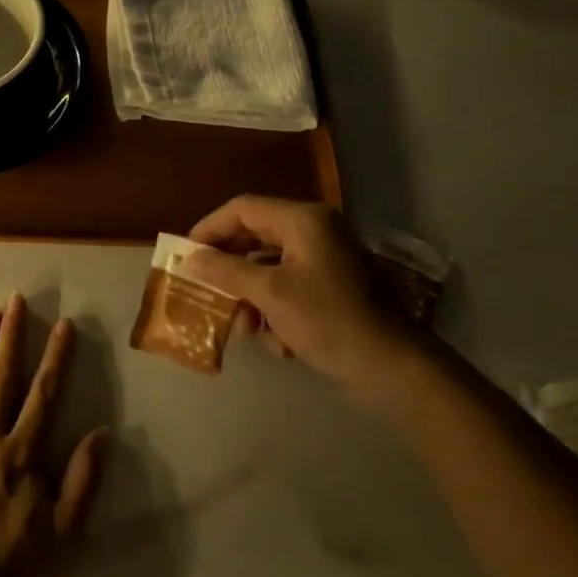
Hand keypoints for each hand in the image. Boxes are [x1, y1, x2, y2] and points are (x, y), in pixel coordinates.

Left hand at [0, 294, 108, 576]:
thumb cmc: (9, 574)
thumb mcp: (64, 538)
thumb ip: (82, 482)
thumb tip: (100, 433)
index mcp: (21, 455)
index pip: (43, 394)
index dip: (55, 357)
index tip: (62, 324)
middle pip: (1, 376)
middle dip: (11, 336)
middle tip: (16, 300)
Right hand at [183, 196, 427, 409]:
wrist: (392, 367)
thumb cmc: (327, 319)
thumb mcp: (269, 294)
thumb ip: (225, 270)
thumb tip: (190, 258)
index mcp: (303, 221)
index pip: (242, 209)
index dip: (210, 228)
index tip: (186, 254)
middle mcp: (314, 231)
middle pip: (254, 237)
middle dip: (229, 270)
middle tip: (204, 288)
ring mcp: (325, 260)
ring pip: (268, 267)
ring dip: (250, 298)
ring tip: (244, 329)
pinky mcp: (331, 287)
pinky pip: (288, 287)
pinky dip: (275, 311)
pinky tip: (279, 343)